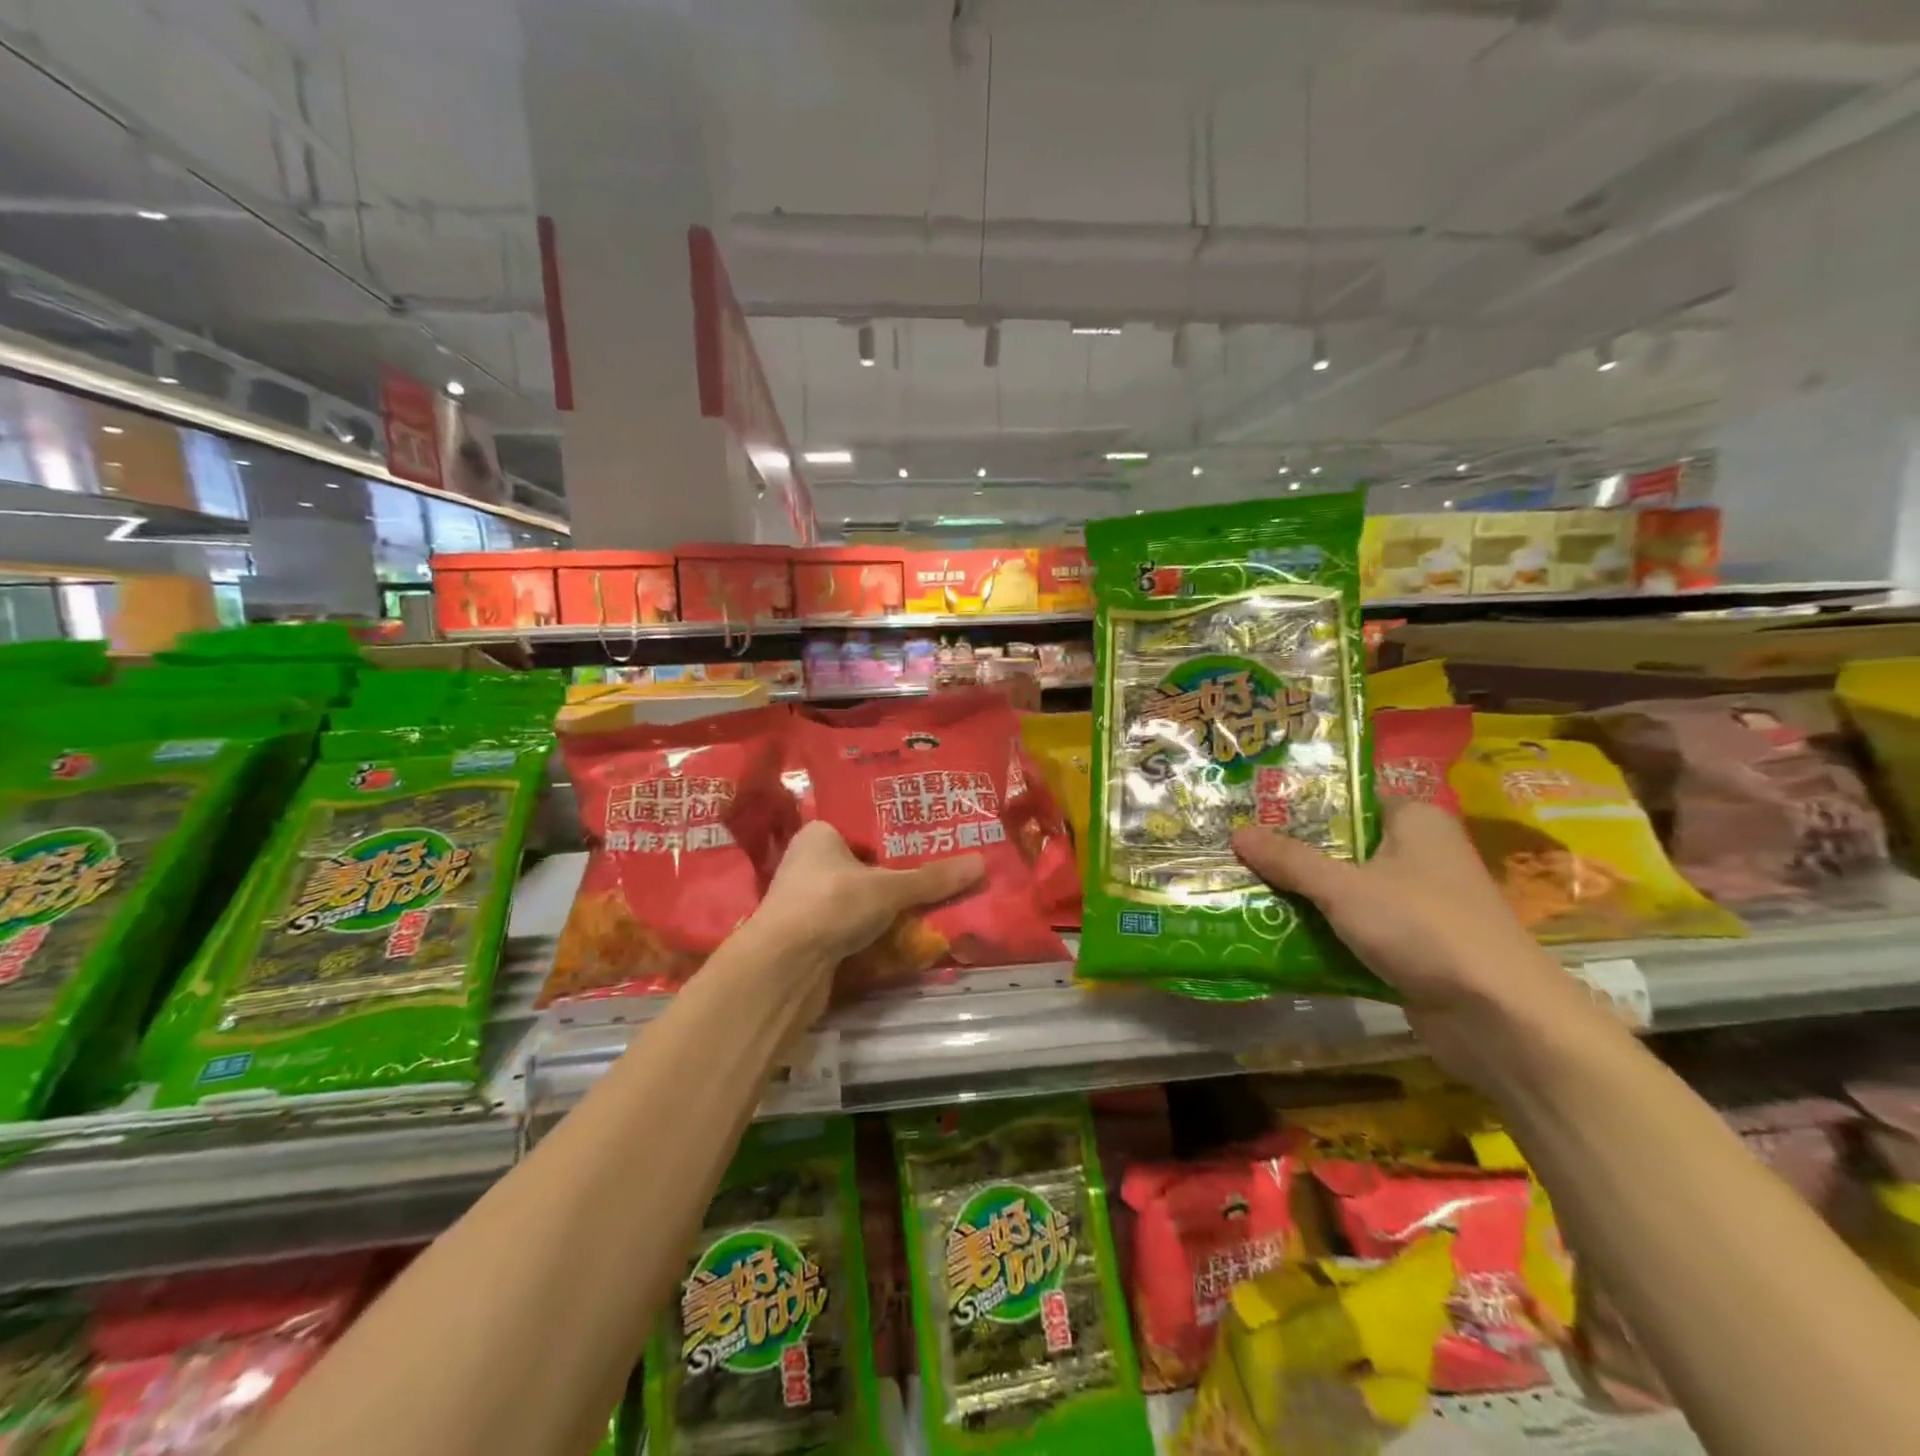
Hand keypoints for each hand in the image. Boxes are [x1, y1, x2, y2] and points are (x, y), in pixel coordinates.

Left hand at [748, 822, 984, 1018]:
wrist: (782, 969)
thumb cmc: (831, 905)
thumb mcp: (888, 888)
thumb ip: (932, 878)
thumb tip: (981, 863)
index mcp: (819, 835)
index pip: (865, 828)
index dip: (898, 836)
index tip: (933, 842)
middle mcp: (809, 863)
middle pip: (865, 865)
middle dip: (898, 876)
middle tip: (941, 874)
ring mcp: (808, 901)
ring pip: (860, 899)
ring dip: (888, 907)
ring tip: (932, 904)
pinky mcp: (811, 935)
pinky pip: (852, 926)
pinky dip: (875, 931)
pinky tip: (906, 934)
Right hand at [1231, 801, 1614, 1086]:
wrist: (1499, 1019)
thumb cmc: (1423, 928)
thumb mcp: (1344, 888)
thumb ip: (1289, 859)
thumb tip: (1236, 832)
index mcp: (1415, 820)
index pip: (1347, 797)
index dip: (1299, 801)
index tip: (1250, 806)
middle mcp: (1419, 852)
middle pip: (1340, 844)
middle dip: (1290, 852)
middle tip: (1235, 848)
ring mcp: (1418, 900)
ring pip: (1345, 887)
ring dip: (1302, 894)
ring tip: (1243, 886)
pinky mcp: (1413, 942)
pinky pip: (1356, 924)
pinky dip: (1323, 928)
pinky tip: (1276, 930)